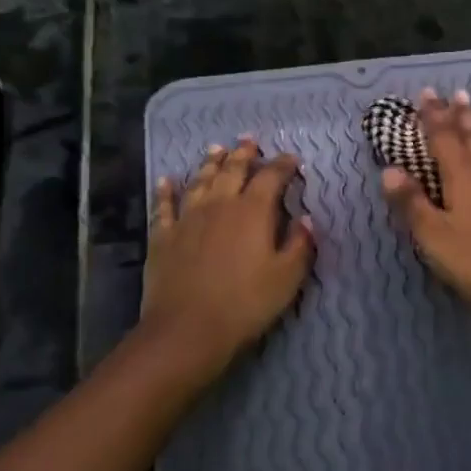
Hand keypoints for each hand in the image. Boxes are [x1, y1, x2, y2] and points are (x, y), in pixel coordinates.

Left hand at [141, 136, 314, 385]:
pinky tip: (166, 180)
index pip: (271, 177)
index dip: (283, 165)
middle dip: (244, 154)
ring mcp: (188, 218)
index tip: (292, 159)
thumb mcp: (287, 278)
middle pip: (232, 170)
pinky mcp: (163, 236)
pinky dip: (166, 191)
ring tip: (216, 149)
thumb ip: (300, 245)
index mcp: (253, 211)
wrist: (187, 330)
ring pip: (200, 181)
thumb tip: (306, 219)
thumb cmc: (245, 304)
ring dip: (209, 163)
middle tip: (249, 140)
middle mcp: (220, 205)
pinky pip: (164, 206)